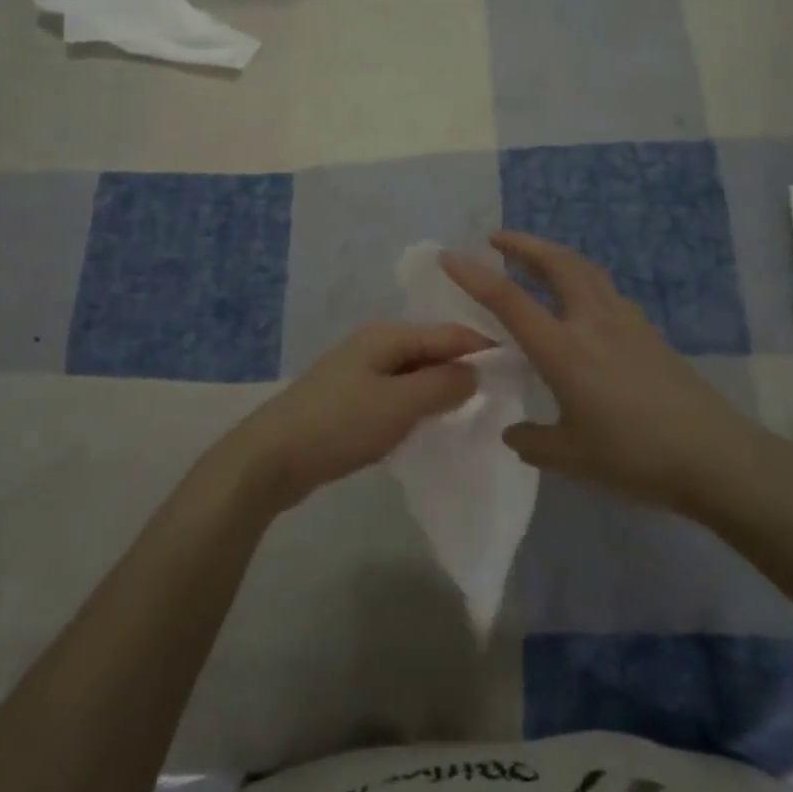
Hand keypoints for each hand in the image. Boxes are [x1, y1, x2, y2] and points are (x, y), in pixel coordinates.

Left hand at [219, 323, 489, 511]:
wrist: (271, 458)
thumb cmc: (340, 424)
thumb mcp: (400, 404)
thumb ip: (443, 385)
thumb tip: (476, 371)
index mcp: (388, 336)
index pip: (449, 334)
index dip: (485, 349)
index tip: (521, 369)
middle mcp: (374, 346)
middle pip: (431, 351)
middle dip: (464, 371)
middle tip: (502, 397)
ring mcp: (359, 373)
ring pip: (414, 375)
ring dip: (440, 392)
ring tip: (474, 413)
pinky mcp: (349, 401)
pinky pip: (396, 396)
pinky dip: (417, 407)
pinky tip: (430, 426)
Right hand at [441, 232, 761, 512]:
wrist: (716, 457)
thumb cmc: (636, 457)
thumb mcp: (572, 457)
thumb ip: (533, 441)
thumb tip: (513, 432)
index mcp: (564, 350)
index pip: (509, 300)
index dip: (475, 275)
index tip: (449, 255)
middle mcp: (593, 322)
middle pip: (555, 263)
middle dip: (523, 244)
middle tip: (496, 239)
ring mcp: (625, 322)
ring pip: (584, 269)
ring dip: (553, 255)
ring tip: (533, 259)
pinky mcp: (648, 332)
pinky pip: (604, 289)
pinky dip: (580, 278)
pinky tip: (578, 300)